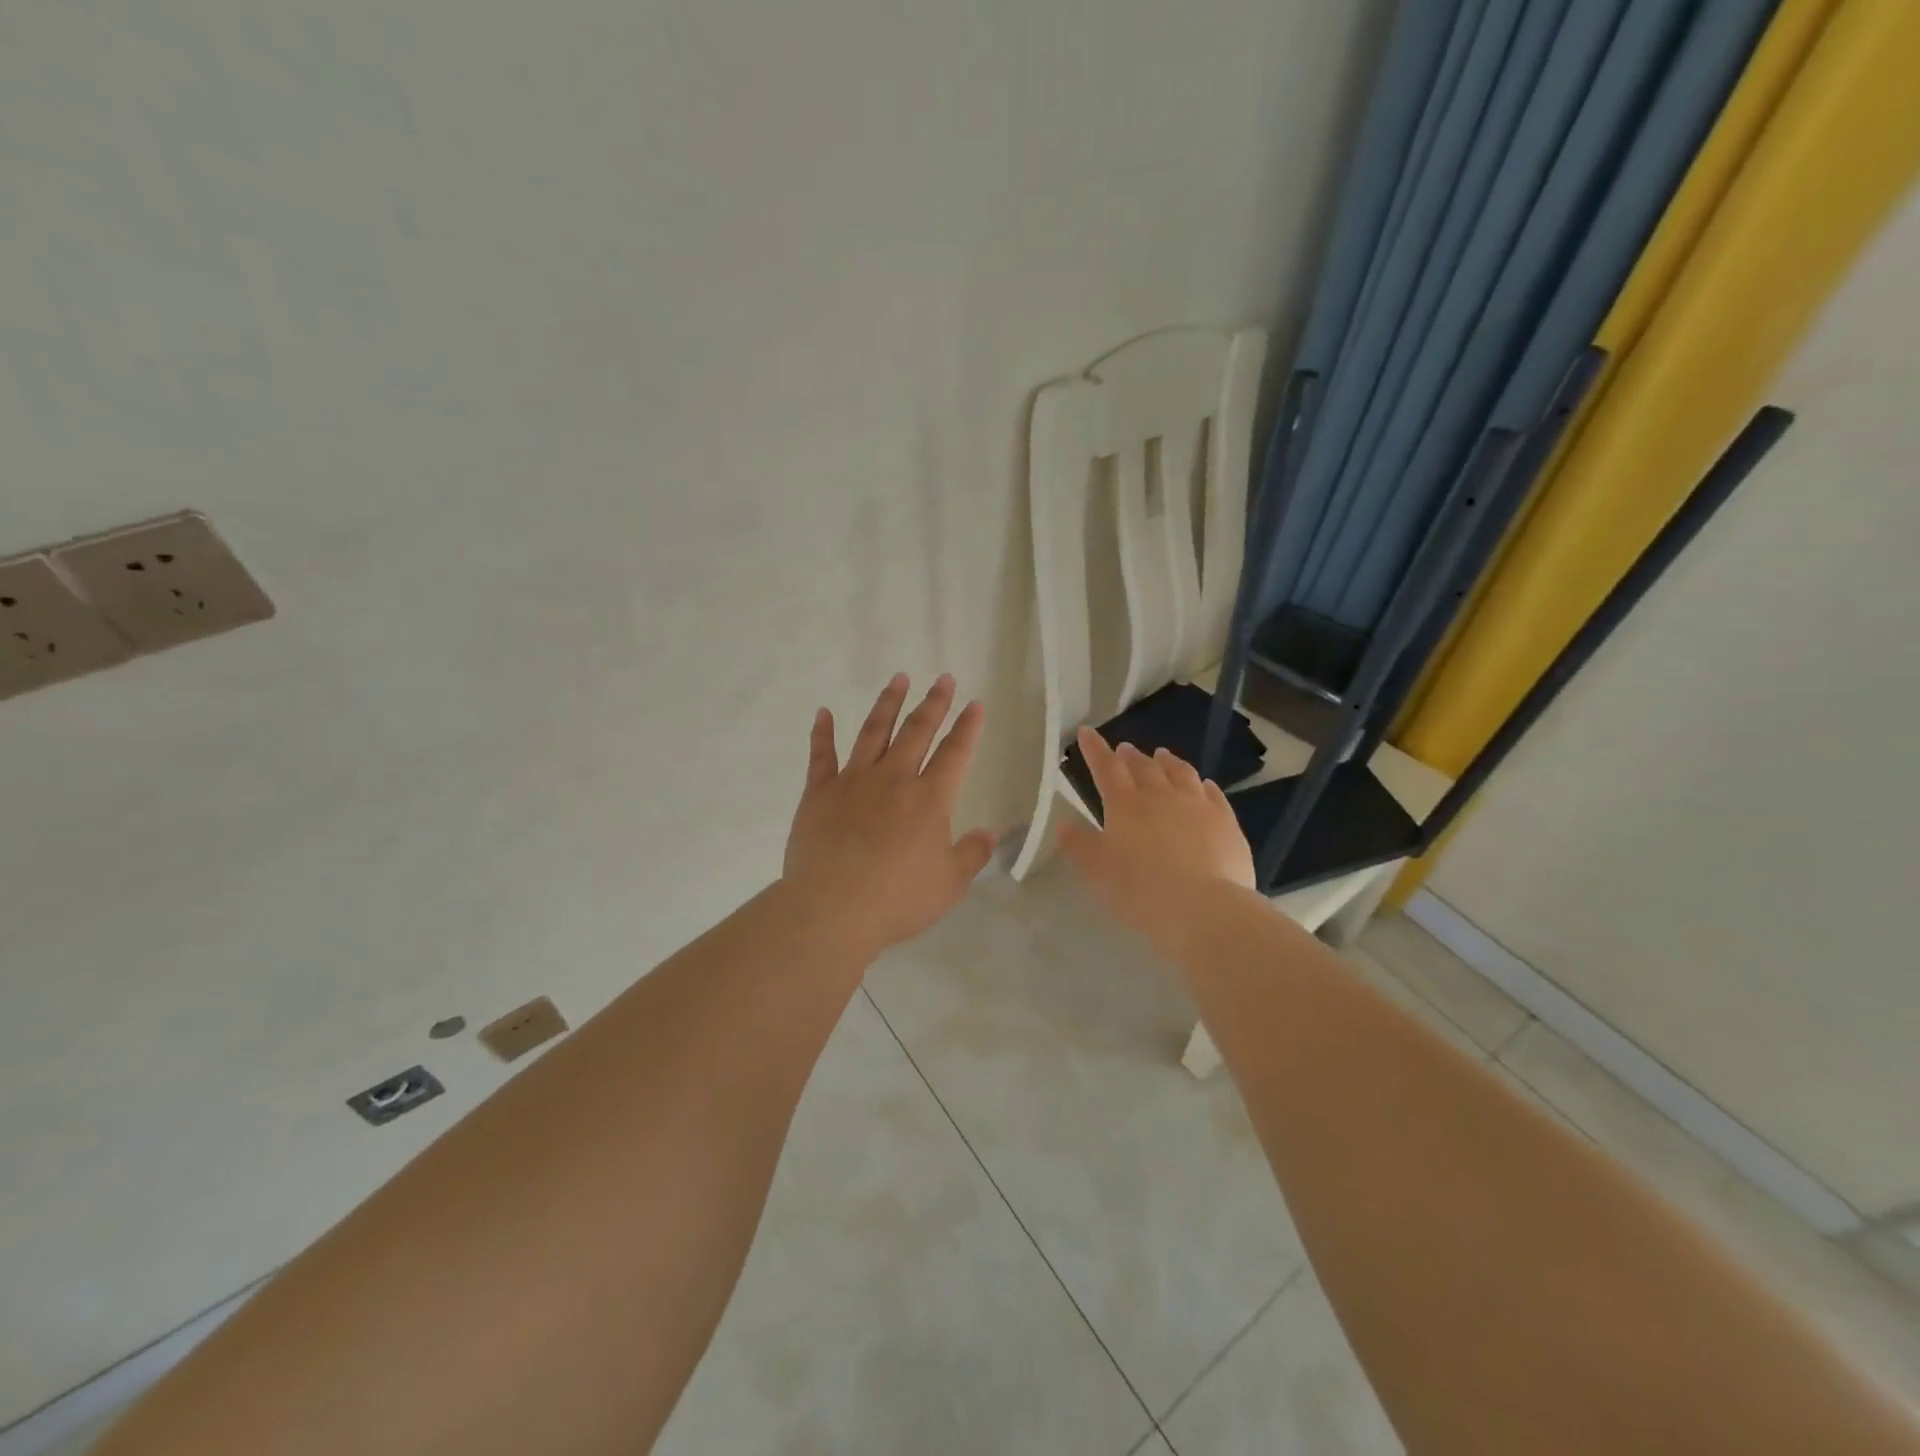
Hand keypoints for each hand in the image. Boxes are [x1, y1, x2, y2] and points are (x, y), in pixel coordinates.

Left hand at [782, 673, 996, 958]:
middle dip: (934, 703)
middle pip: (917, 731)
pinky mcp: (819, 793)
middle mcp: (894, 779)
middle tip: (944, 679)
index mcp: (929, 799)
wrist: (832, 909)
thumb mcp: (949, 884)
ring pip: (874, 732)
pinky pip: (821, 755)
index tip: (975, 704)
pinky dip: (822, 732)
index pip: (955, 753)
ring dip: (888, 704)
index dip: (968, 727)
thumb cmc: (897, 899)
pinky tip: (824, 712)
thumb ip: (971, 854)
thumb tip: (989, 833)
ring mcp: (853, 782)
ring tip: (898, 678)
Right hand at [1059, 727, 1256, 951]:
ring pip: (1181, 772)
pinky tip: (1203, 784)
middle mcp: (1161, 795)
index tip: (1087, 732)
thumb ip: (1079, 845)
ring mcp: (1197, 805)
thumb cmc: (1139, 890)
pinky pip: (1213, 793)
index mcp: (1125, 804)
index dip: (1095, 749)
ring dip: (1168, 761)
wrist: (1202, 907)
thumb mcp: (1096, 872)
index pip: (1106, 768)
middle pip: (1144, 766)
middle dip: (1131, 755)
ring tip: (1162, 755)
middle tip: (1125, 749)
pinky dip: (1203, 784)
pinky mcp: (1225, 821)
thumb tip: (1065, 824)